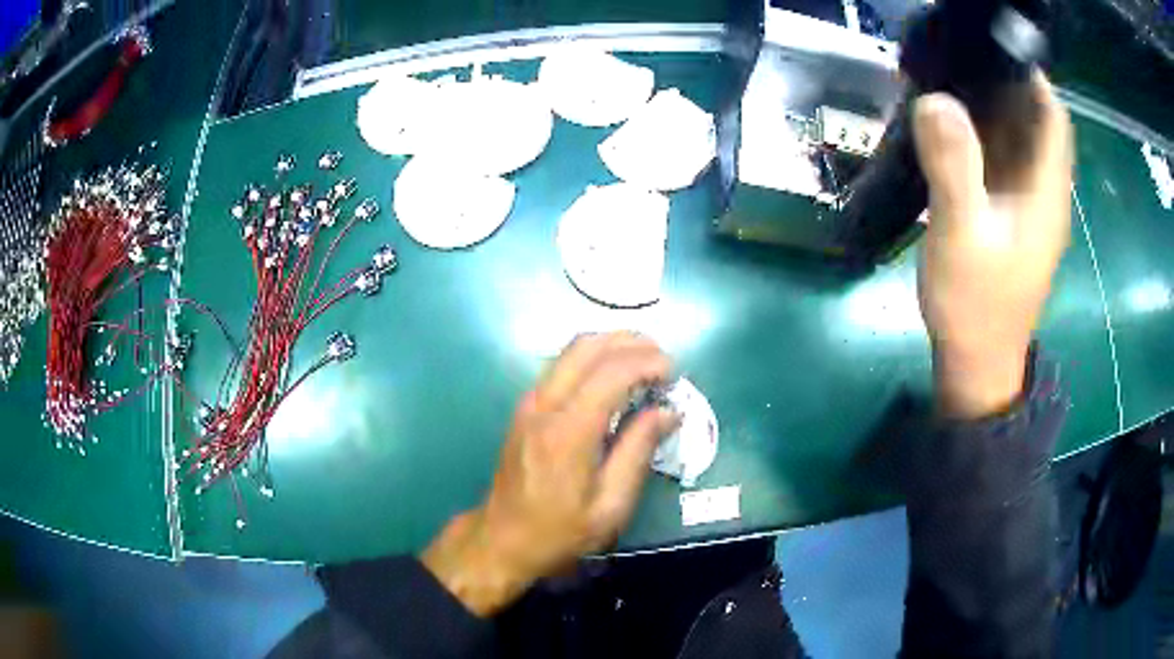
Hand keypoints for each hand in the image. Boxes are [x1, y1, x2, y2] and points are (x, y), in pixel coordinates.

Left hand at [421, 332, 678, 615]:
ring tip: (643, 361)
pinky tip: (612, 377)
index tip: (673, 372)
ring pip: (570, 350)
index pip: (611, 372)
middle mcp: (545, 405)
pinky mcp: (525, 408)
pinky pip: (560, 366)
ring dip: (609, 345)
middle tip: (661, 359)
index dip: (647, 362)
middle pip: (587, 347)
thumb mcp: (610, 506)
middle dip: (629, 342)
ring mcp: (530, 403)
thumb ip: (638, 452)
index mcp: (569, 431)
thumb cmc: (560, 531)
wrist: (502, 540)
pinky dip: (591, 359)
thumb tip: (668, 411)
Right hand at [914, 72, 1072, 418]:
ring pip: (1015, 136)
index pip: (1051, 115)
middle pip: (1032, 118)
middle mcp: (1042, 188)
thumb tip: (935, 99)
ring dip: (986, 105)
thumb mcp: (962, 235)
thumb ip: (955, 167)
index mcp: (1045, 189)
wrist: (976, 360)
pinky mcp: (1008, 211)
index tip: (987, 46)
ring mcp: (1025, 201)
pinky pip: (999, 157)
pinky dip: (978, 132)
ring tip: (943, 81)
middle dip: (1000, 83)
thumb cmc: (976, 305)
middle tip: (953, 57)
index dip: (1028, 75)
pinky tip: (947, 125)